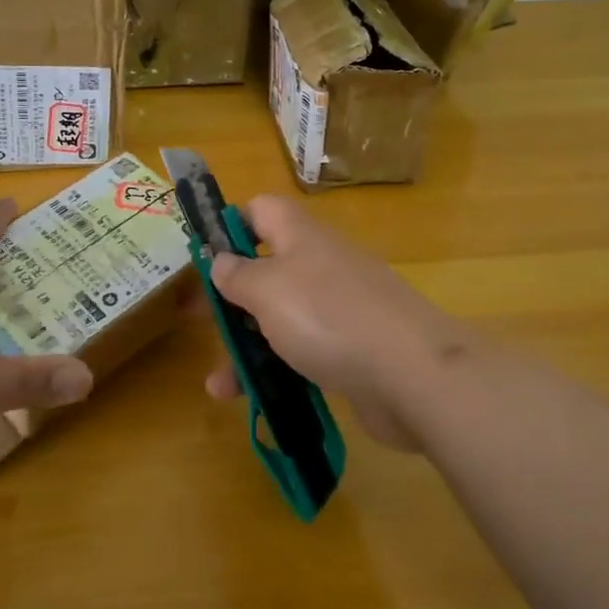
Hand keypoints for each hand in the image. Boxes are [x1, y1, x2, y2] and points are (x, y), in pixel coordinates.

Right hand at [202, 196, 476, 451]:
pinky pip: (302, 353)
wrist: (412, 375)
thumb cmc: (328, 317)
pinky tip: (251, 398)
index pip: (260, 210)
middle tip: (196, 320)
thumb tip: (220, 260)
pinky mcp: (350, 351)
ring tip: (217, 383)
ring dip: (246, 346)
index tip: (201, 256)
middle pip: (265, 269)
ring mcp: (338, 310)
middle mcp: (319, 266)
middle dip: (229, 296)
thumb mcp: (268, 289)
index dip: (228, 224)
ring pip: (280, 318)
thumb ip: (237, 274)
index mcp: (300, 237)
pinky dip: (275, 371)